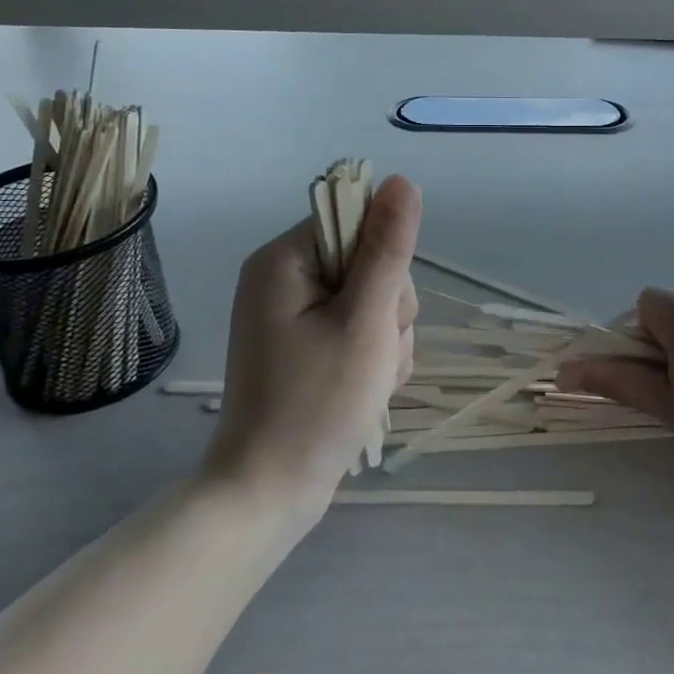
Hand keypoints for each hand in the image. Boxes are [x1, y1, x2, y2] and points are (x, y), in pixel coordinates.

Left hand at [203, 176, 421, 517]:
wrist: (270, 493)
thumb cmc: (317, 404)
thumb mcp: (364, 321)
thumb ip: (388, 249)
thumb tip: (403, 180)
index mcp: (284, 260)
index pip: (357, 223)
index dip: (385, 261)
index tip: (379, 308)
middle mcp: (284, 278)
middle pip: (370, 262)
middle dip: (388, 309)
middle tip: (373, 353)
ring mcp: (294, 314)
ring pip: (374, 300)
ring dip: (387, 338)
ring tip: (370, 379)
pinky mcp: (306, 344)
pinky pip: (361, 328)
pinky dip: (375, 355)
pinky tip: (367, 387)